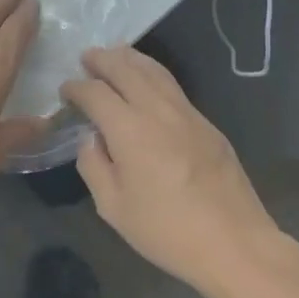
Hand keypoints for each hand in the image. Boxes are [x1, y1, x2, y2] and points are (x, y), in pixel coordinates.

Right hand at [61, 45, 284, 292]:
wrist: (233, 242)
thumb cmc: (166, 230)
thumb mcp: (113, 207)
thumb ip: (94, 165)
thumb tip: (90, 139)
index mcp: (129, 129)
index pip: (96, 93)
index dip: (76, 87)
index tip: (65, 90)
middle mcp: (158, 110)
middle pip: (127, 69)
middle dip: (103, 60)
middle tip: (87, 57)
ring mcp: (188, 114)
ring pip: (155, 72)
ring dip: (131, 59)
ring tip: (116, 55)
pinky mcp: (208, 125)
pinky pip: (174, 87)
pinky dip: (153, 74)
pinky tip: (148, 83)